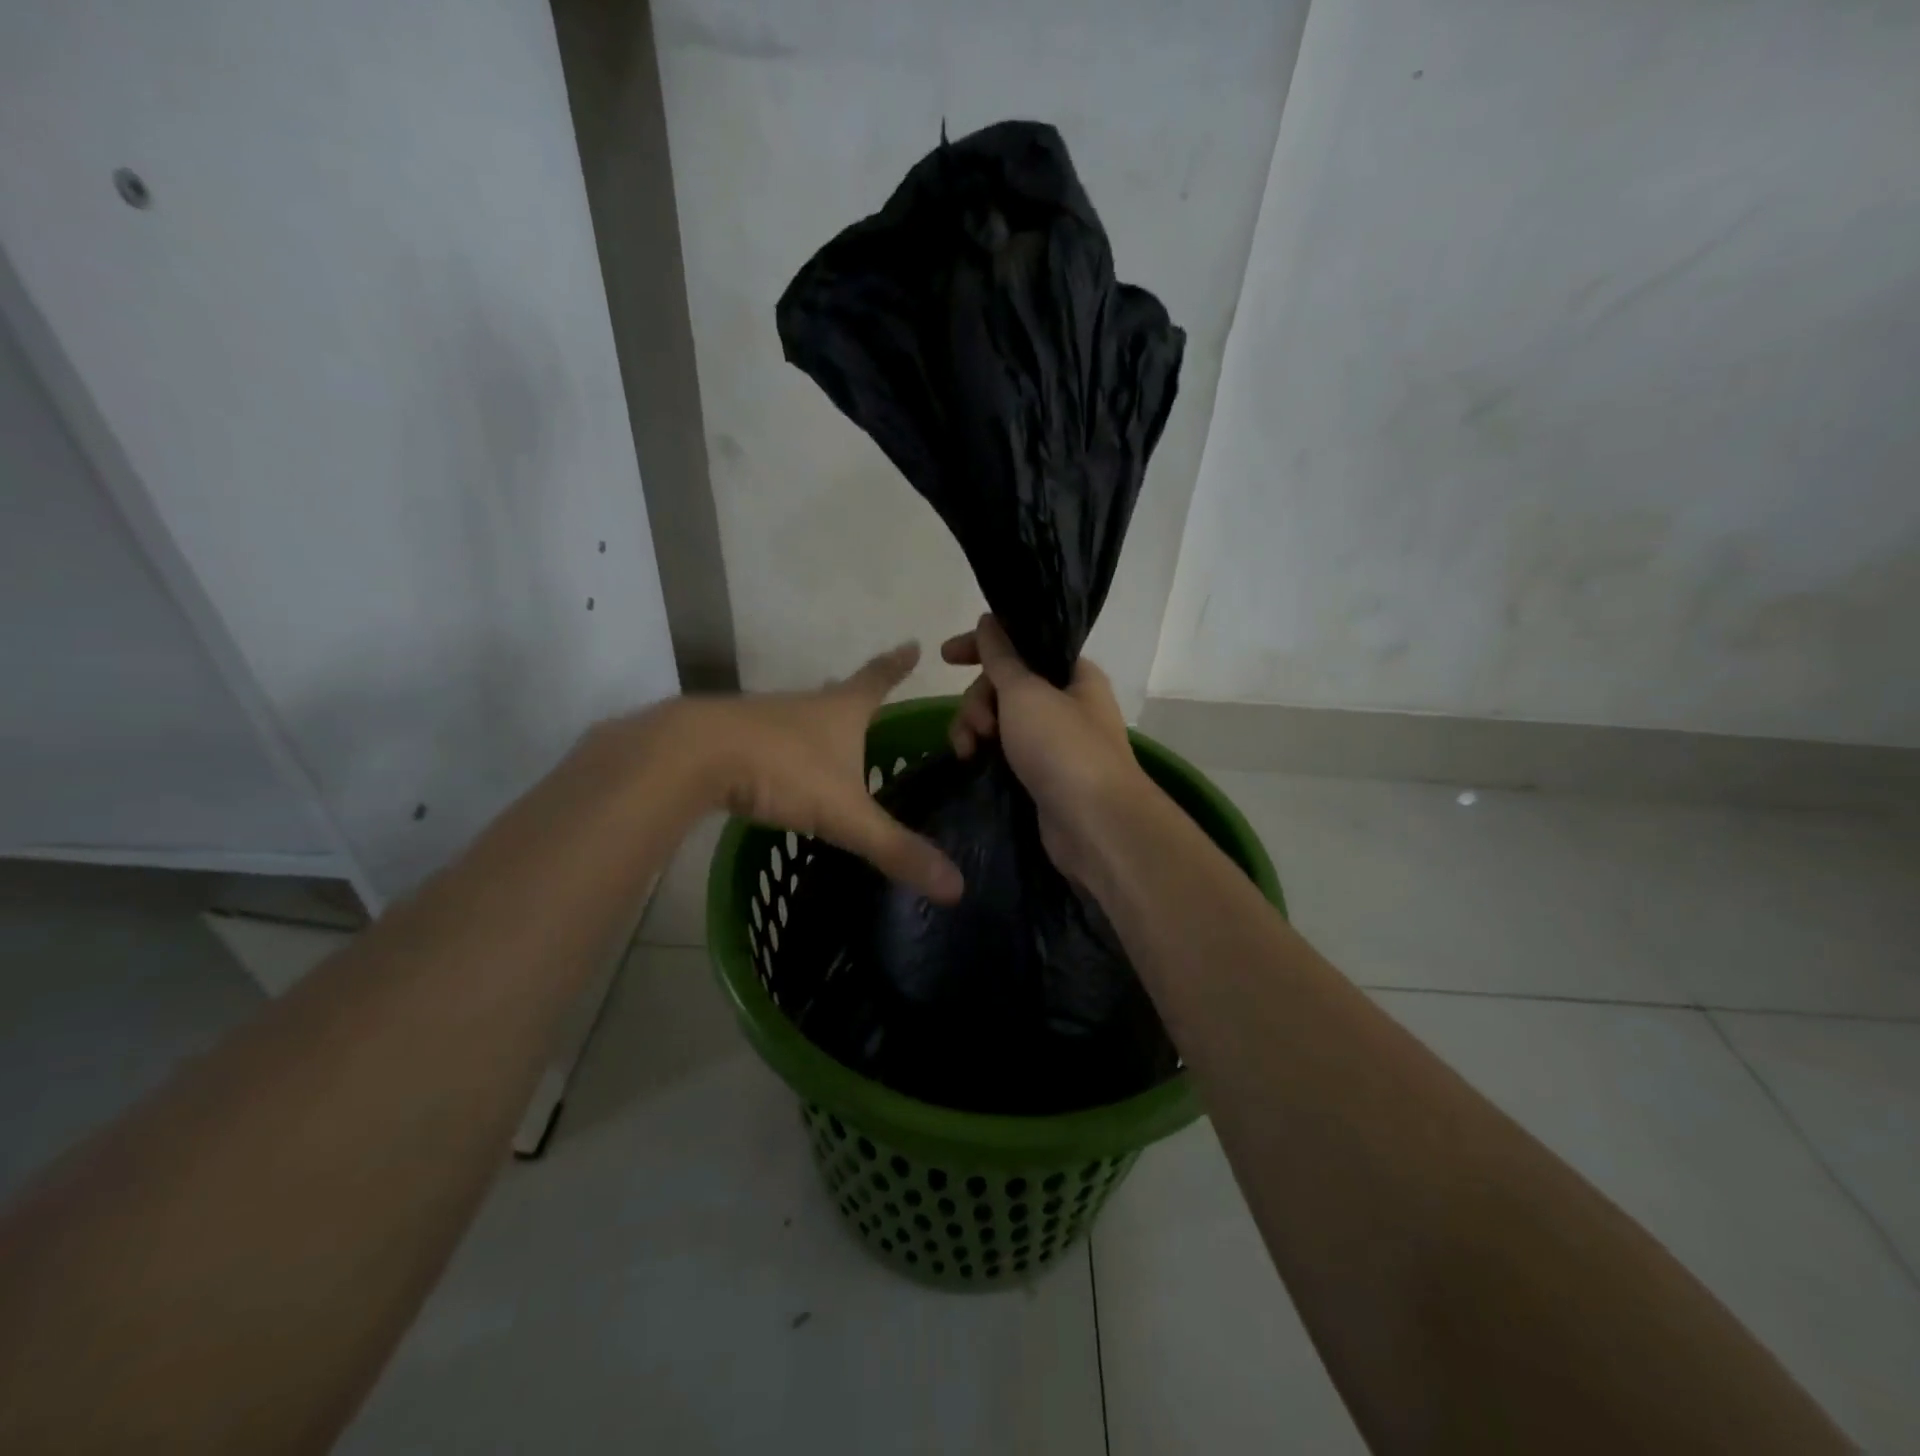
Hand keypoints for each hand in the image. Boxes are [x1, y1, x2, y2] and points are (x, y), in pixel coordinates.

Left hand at [669, 644, 963, 903]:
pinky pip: (765, 741)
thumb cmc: (782, 770)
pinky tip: (776, 772)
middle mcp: (804, 706)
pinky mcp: (730, 738)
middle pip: (836, 694)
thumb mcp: (845, 814)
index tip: (912, 643)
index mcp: (840, 711)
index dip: (896, 665)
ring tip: (829, 741)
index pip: (878, 680)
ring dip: (816, 725)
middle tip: (870, 697)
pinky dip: (779, 751)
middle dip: (855, 695)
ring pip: (799, 717)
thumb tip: (957, 887)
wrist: (691, 755)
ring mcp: (763, 718)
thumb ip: (895, 848)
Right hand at [941, 615, 1150, 882]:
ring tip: (968, 751)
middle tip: (978, 726)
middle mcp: (1065, 704)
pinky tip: (970, 763)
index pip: (1022, 645)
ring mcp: (1053, 743)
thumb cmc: (1063, 747)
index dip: (981, 646)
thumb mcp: (1026, 693)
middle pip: (1005, 685)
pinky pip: (1003, 752)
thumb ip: (1001, 657)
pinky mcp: (1039, 775)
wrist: (1094, 824)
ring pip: (999, 721)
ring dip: (974, 728)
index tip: (946, 656)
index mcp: (1073, 675)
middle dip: (978, 700)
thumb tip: (989, 620)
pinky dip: (984, 753)